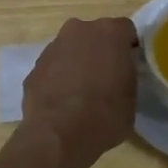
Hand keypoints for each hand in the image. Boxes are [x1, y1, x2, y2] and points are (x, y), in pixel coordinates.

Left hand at [21, 17, 138, 167]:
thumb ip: (127, 73)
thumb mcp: (132, 95)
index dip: (128, 48)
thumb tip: (120, 72)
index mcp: (110, 32)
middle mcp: (80, 30)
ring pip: (71, 48)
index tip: (130, 66)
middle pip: (95, 35)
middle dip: (100, 51)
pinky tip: (63, 101)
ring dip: (77, 62)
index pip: (126, 30)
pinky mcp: (34, 66)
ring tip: (82, 92)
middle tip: (106, 77)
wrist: (59, 137)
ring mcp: (54, 47)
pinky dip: (59, 77)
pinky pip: (54, 66)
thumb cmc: (106, 115)